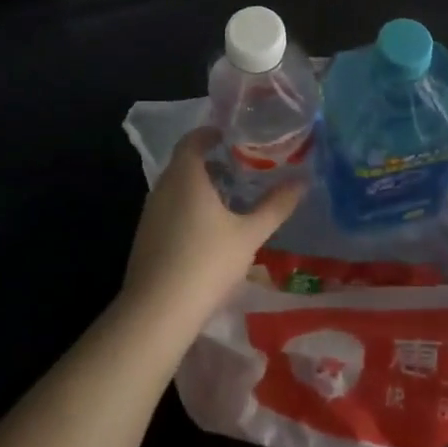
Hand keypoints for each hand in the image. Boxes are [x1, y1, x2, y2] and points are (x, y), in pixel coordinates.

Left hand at [121, 128, 304, 335]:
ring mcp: (150, 213)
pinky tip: (210, 231)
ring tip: (231, 200)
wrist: (156, 312)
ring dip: (200, 187)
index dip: (212, 133)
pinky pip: (169, 209)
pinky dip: (189, 207)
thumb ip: (275, 206)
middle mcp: (163, 187)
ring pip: (177, 187)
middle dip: (212, 162)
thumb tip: (302, 181)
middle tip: (242, 169)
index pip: (193, 139)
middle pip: (185, 163)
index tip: (236, 137)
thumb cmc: (206, 262)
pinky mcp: (145, 237)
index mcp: (185, 176)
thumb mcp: (249, 234)